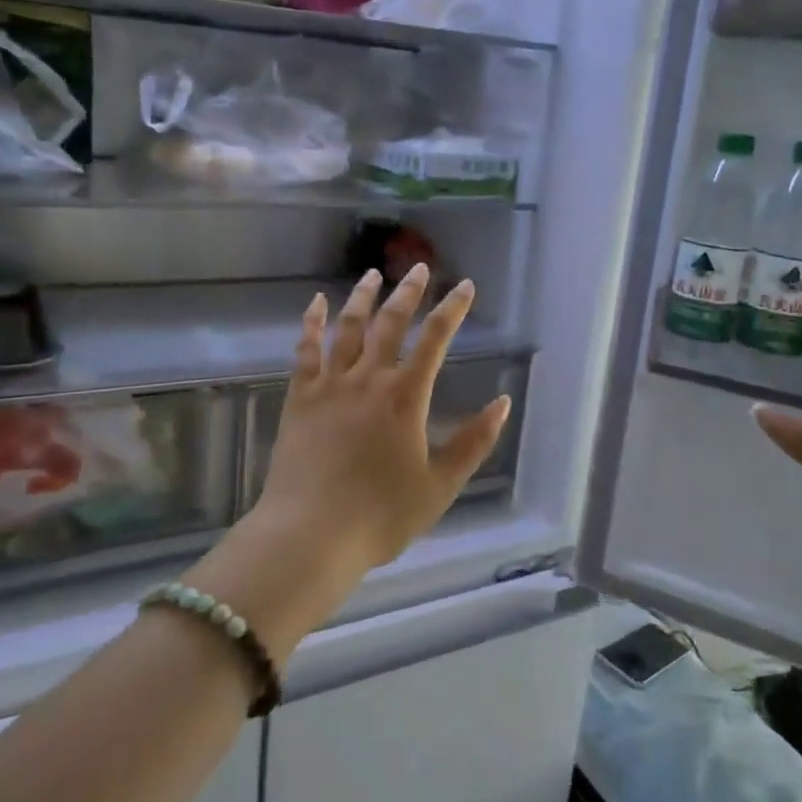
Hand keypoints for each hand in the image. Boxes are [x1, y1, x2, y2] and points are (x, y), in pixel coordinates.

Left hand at [253, 265, 510, 570]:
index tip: (465, 286)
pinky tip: (314, 304)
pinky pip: (305, 351)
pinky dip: (310, 323)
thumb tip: (502, 404)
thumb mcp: (439, 485)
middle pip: (390, 323)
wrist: (309, 534)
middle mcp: (368, 379)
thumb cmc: (380, 516)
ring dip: (362, 298)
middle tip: (419, 268)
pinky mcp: (299, 399)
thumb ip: (473, 443)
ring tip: (373, 274)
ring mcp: (329, 386)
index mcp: (405, 398)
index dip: (452, 310)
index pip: (435, 340)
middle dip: (409, 292)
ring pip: (347, 328)